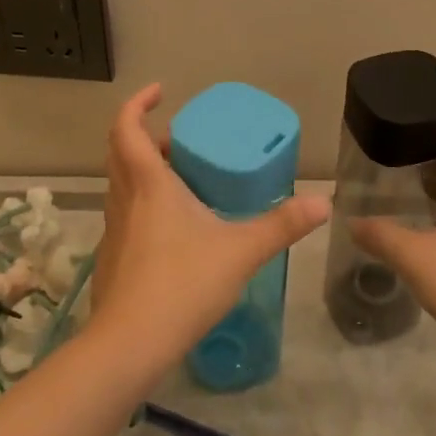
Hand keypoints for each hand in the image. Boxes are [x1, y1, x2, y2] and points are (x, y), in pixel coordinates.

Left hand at [89, 84, 328, 370]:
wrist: (130, 344)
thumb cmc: (183, 284)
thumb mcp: (241, 251)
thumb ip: (282, 225)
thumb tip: (323, 203)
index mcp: (149, 184)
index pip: (127, 127)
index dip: (137, 103)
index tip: (160, 91)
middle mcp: (125, 199)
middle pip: (121, 151)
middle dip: (145, 136)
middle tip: (179, 140)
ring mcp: (114, 230)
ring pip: (121, 183)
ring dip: (143, 169)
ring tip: (181, 177)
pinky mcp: (112, 257)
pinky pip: (125, 213)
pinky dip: (143, 203)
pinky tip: (173, 229)